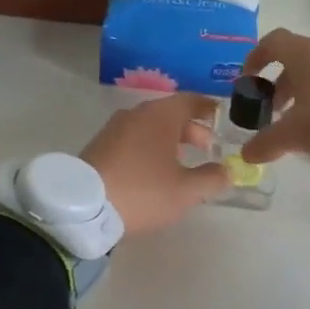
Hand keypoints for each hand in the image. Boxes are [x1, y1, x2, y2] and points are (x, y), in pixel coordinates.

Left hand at [81, 93, 231, 236]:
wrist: (82, 208)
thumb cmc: (143, 192)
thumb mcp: (186, 191)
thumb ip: (212, 179)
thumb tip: (227, 171)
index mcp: (160, 116)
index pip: (190, 100)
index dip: (207, 108)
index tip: (219, 116)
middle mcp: (136, 114)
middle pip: (169, 114)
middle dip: (191, 130)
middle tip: (206, 149)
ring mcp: (113, 129)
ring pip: (149, 128)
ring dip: (169, 140)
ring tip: (181, 164)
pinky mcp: (98, 147)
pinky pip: (132, 140)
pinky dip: (148, 148)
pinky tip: (152, 172)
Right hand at [237, 30, 309, 163]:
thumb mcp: (299, 134)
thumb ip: (268, 142)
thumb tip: (246, 153)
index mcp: (304, 55)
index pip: (272, 42)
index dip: (255, 59)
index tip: (247, 82)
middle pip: (296, 61)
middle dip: (280, 86)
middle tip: (273, 114)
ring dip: (306, 94)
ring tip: (304, 124)